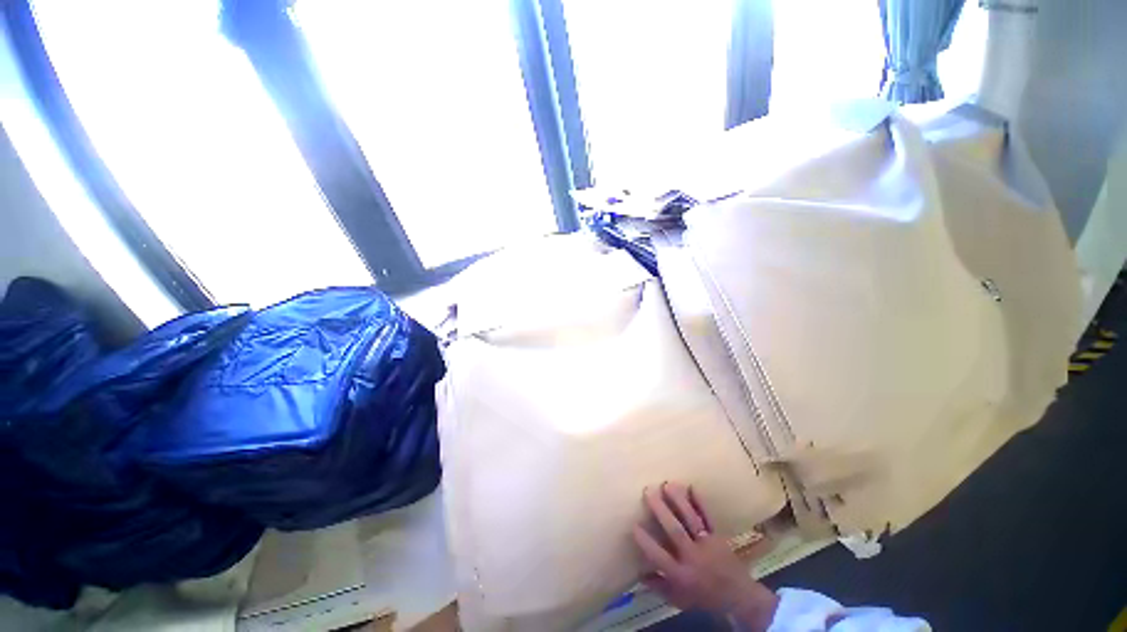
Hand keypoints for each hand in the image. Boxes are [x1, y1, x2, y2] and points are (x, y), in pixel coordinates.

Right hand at [633, 482, 778, 630]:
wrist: (739, 598)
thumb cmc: (704, 597)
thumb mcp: (679, 599)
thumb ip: (659, 586)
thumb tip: (639, 573)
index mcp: (681, 574)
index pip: (659, 556)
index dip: (646, 541)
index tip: (634, 524)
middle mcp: (692, 556)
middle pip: (675, 530)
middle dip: (660, 510)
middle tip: (648, 491)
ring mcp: (707, 544)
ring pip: (691, 519)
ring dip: (678, 501)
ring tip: (667, 484)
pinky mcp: (718, 536)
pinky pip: (709, 517)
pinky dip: (700, 502)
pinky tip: (691, 486)